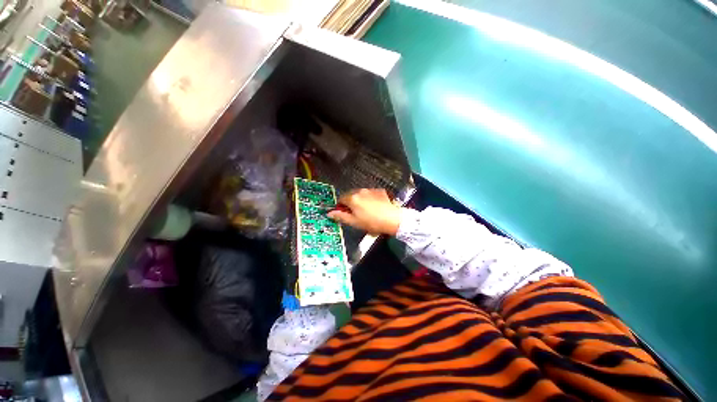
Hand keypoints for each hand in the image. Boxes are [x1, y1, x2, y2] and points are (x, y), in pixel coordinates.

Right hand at [328, 189, 400, 235]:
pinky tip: (374, 207)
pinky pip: (370, 194)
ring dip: (360, 200)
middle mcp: (360, 191)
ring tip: (366, 211)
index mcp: (352, 198)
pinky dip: (369, 198)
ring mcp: (370, 190)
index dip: (341, 207)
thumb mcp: (354, 222)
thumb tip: (329, 213)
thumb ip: (340, 216)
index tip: (345, 213)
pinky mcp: (379, 191)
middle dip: (350, 203)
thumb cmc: (371, 222)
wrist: (392, 219)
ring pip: (360, 194)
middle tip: (355, 214)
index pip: (341, 199)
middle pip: (350, 195)